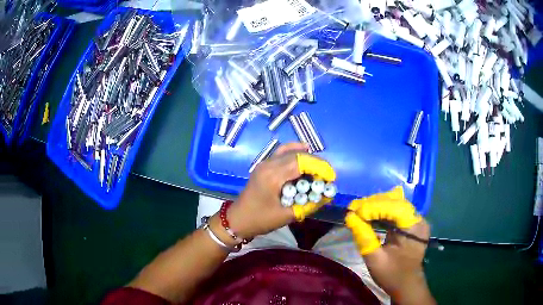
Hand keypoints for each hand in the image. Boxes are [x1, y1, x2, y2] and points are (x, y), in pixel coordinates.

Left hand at [218, 143, 335, 240]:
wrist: (237, 220)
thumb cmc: (260, 220)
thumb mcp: (286, 215)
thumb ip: (308, 205)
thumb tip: (327, 196)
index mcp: (272, 176)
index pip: (301, 162)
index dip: (319, 166)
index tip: (331, 176)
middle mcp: (268, 165)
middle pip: (296, 154)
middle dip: (315, 162)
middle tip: (327, 173)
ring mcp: (264, 163)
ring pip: (289, 151)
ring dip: (306, 157)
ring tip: (319, 167)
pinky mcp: (263, 166)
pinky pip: (281, 153)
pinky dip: (294, 152)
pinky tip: (304, 152)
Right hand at [345, 187, 434, 304]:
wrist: (406, 284)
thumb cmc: (392, 275)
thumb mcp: (375, 260)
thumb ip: (364, 237)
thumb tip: (350, 217)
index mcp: (413, 228)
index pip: (394, 208)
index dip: (373, 207)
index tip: (353, 211)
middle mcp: (418, 219)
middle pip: (395, 202)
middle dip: (373, 203)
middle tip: (352, 208)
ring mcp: (416, 220)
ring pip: (395, 203)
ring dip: (376, 205)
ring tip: (358, 210)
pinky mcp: (411, 223)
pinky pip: (396, 210)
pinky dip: (381, 211)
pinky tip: (369, 214)